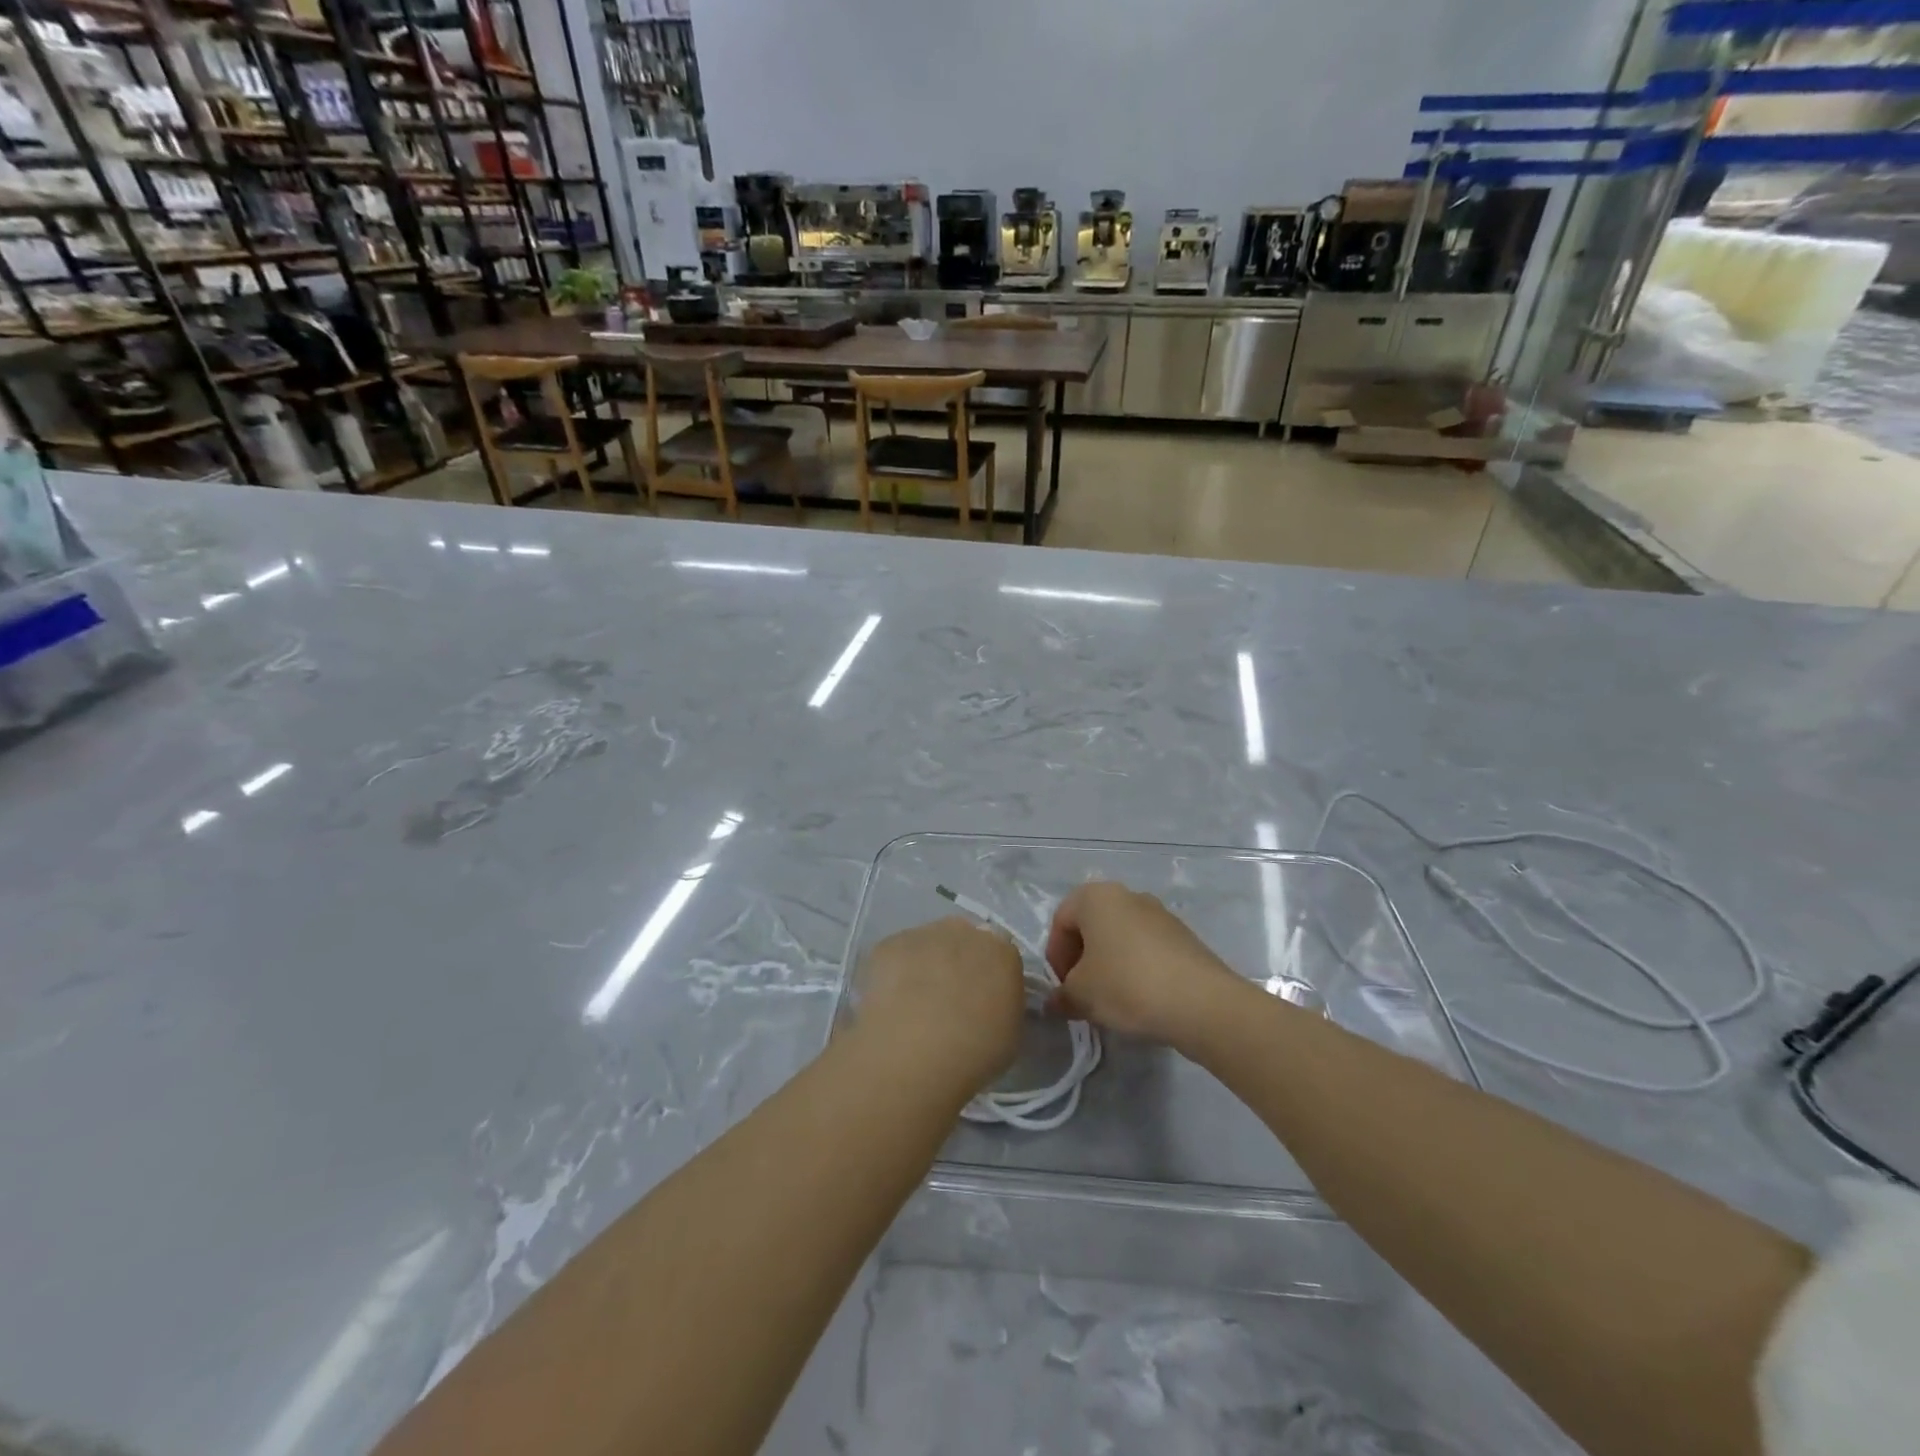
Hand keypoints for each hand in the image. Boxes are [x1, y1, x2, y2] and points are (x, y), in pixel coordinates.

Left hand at [853, 918, 1025, 1090]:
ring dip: (925, 963)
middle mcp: (965, 931)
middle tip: (947, 997)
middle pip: (963, 938)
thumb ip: (1001, 1004)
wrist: (916, 1052)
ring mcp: (924, 933)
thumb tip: (988, 1003)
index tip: (980, 998)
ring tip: (913, 1001)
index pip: (1000, 953)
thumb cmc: (975, 1053)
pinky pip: (896, 954)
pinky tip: (890, 1000)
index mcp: (1002, 951)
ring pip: (928, 943)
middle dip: (957, 961)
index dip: (988, 974)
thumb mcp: (1009, 1033)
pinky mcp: (889, 944)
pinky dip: (894, 971)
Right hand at [1045, 882, 1241, 1043]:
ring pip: (1121, 938)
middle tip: (1083, 995)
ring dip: (1110, 965)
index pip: (1061, 921)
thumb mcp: (1081, 995)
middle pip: (1092, 926)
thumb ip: (1062, 995)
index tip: (1063, 988)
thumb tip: (1057, 1001)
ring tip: (1112, 1001)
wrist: (1201, 1002)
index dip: (1056, 957)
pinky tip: (1141, 1000)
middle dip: (1082, 960)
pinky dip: (1137, 969)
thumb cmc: (1127, 985)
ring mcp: (1160, 914)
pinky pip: (1147, 950)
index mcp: (1096, 897)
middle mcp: (1128, 895)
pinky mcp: (1184, 937)